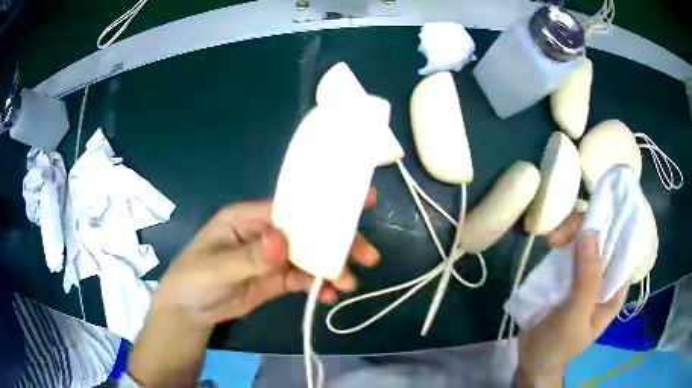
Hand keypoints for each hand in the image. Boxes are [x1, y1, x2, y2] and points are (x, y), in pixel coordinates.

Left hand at [129, 189, 379, 386]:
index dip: (324, 205)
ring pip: (310, 256)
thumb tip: (281, 240)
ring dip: (332, 267)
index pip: (292, 207)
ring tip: (348, 283)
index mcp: (249, 217)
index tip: (359, 204)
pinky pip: (303, 277)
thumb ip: (250, 256)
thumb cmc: (194, 279)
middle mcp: (266, 232)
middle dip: (338, 241)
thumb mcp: (217, 267)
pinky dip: (318, 284)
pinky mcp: (276, 278)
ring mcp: (273, 257)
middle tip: (368, 256)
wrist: (190, 310)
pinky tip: (329, 295)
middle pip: (308, 231)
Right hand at [516, 212, 628, 386]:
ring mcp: (586, 274)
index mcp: (615, 289)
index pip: (624, 248)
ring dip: (571, 233)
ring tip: (551, 241)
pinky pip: (571, 248)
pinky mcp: (568, 274)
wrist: (532, 360)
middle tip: (560, 237)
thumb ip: (587, 280)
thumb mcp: (576, 317)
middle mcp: (605, 277)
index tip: (597, 212)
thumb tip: (590, 232)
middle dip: (586, 229)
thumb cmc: (559, 346)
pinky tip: (550, 244)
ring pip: (586, 239)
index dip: (615, 226)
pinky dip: (562, 241)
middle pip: (604, 238)